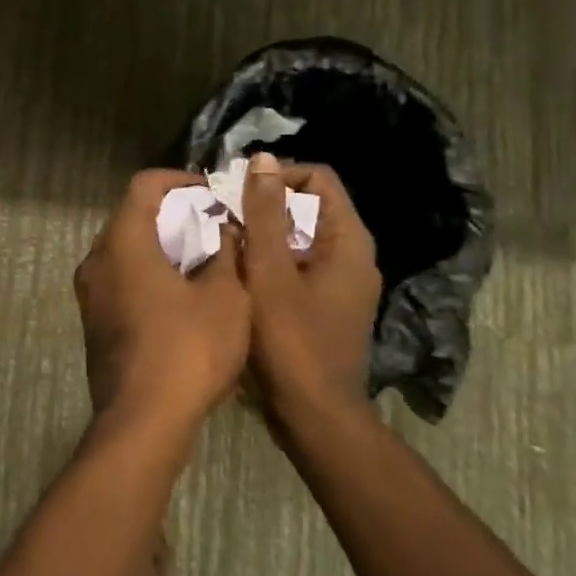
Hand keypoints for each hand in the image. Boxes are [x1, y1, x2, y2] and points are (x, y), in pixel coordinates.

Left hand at [75, 170, 250, 431]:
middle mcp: (96, 259)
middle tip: (212, 225)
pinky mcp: (94, 321)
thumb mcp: (226, 297)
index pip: (144, 185)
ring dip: (161, 246)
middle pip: (131, 215)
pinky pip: (120, 279)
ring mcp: (90, 293)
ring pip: (125, 249)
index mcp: (123, 241)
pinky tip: (181, 295)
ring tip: (202, 259)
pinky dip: (148, 273)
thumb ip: (227, 253)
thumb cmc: (188, 349)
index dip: (180, 180)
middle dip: (173, 214)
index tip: (211, 194)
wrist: (143, 422)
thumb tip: (225, 231)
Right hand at [240, 154, 381, 425]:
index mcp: (348, 241)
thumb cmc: (291, 342)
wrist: (314, 417)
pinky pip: (297, 265)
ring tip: (225, 243)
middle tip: (224, 217)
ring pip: (299, 237)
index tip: (238, 193)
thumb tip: (262, 159)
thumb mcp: (270, 272)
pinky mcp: (325, 305)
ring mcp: (340, 283)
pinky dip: (270, 261)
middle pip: (308, 206)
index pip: (318, 179)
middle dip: (265, 206)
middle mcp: (352, 256)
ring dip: (263, 234)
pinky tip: (238, 274)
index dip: (278, 177)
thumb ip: (265, 214)